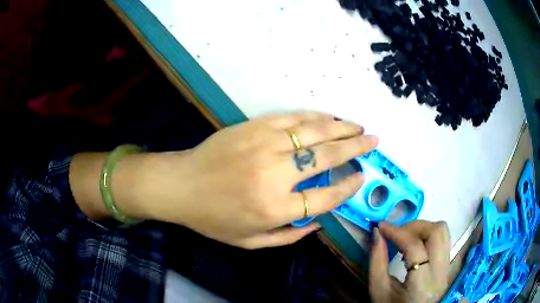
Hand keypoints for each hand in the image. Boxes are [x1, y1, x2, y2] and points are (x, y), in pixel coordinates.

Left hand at [140, 111, 377, 248]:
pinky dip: (314, 117)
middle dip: (355, 148)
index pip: (325, 198)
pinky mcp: (253, 126)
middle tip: (373, 141)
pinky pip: (291, 118)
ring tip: (358, 126)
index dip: (348, 187)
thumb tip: (318, 223)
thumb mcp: (250, 242)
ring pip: (314, 132)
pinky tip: (328, 117)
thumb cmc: (212, 219)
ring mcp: (263, 145)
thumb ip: (288, 237)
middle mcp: (275, 175)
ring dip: (341, 128)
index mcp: (275, 208)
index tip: (361, 177)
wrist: (180, 186)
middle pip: (327, 157)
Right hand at [368, 221, 450, 302]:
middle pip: (437, 232)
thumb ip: (377, 261)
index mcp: (421, 283)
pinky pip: (443, 239)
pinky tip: (415, 245)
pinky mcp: (448, 265)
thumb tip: (377, 233)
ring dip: (423, 228)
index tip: (382, 227)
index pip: (415, 247)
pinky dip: (428, 235)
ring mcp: (447, 267)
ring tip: (406, 237)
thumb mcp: (378, 290)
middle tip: (397, 232)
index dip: (398, 233)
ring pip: (443, 232)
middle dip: (415, 226)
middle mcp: (440, 272)